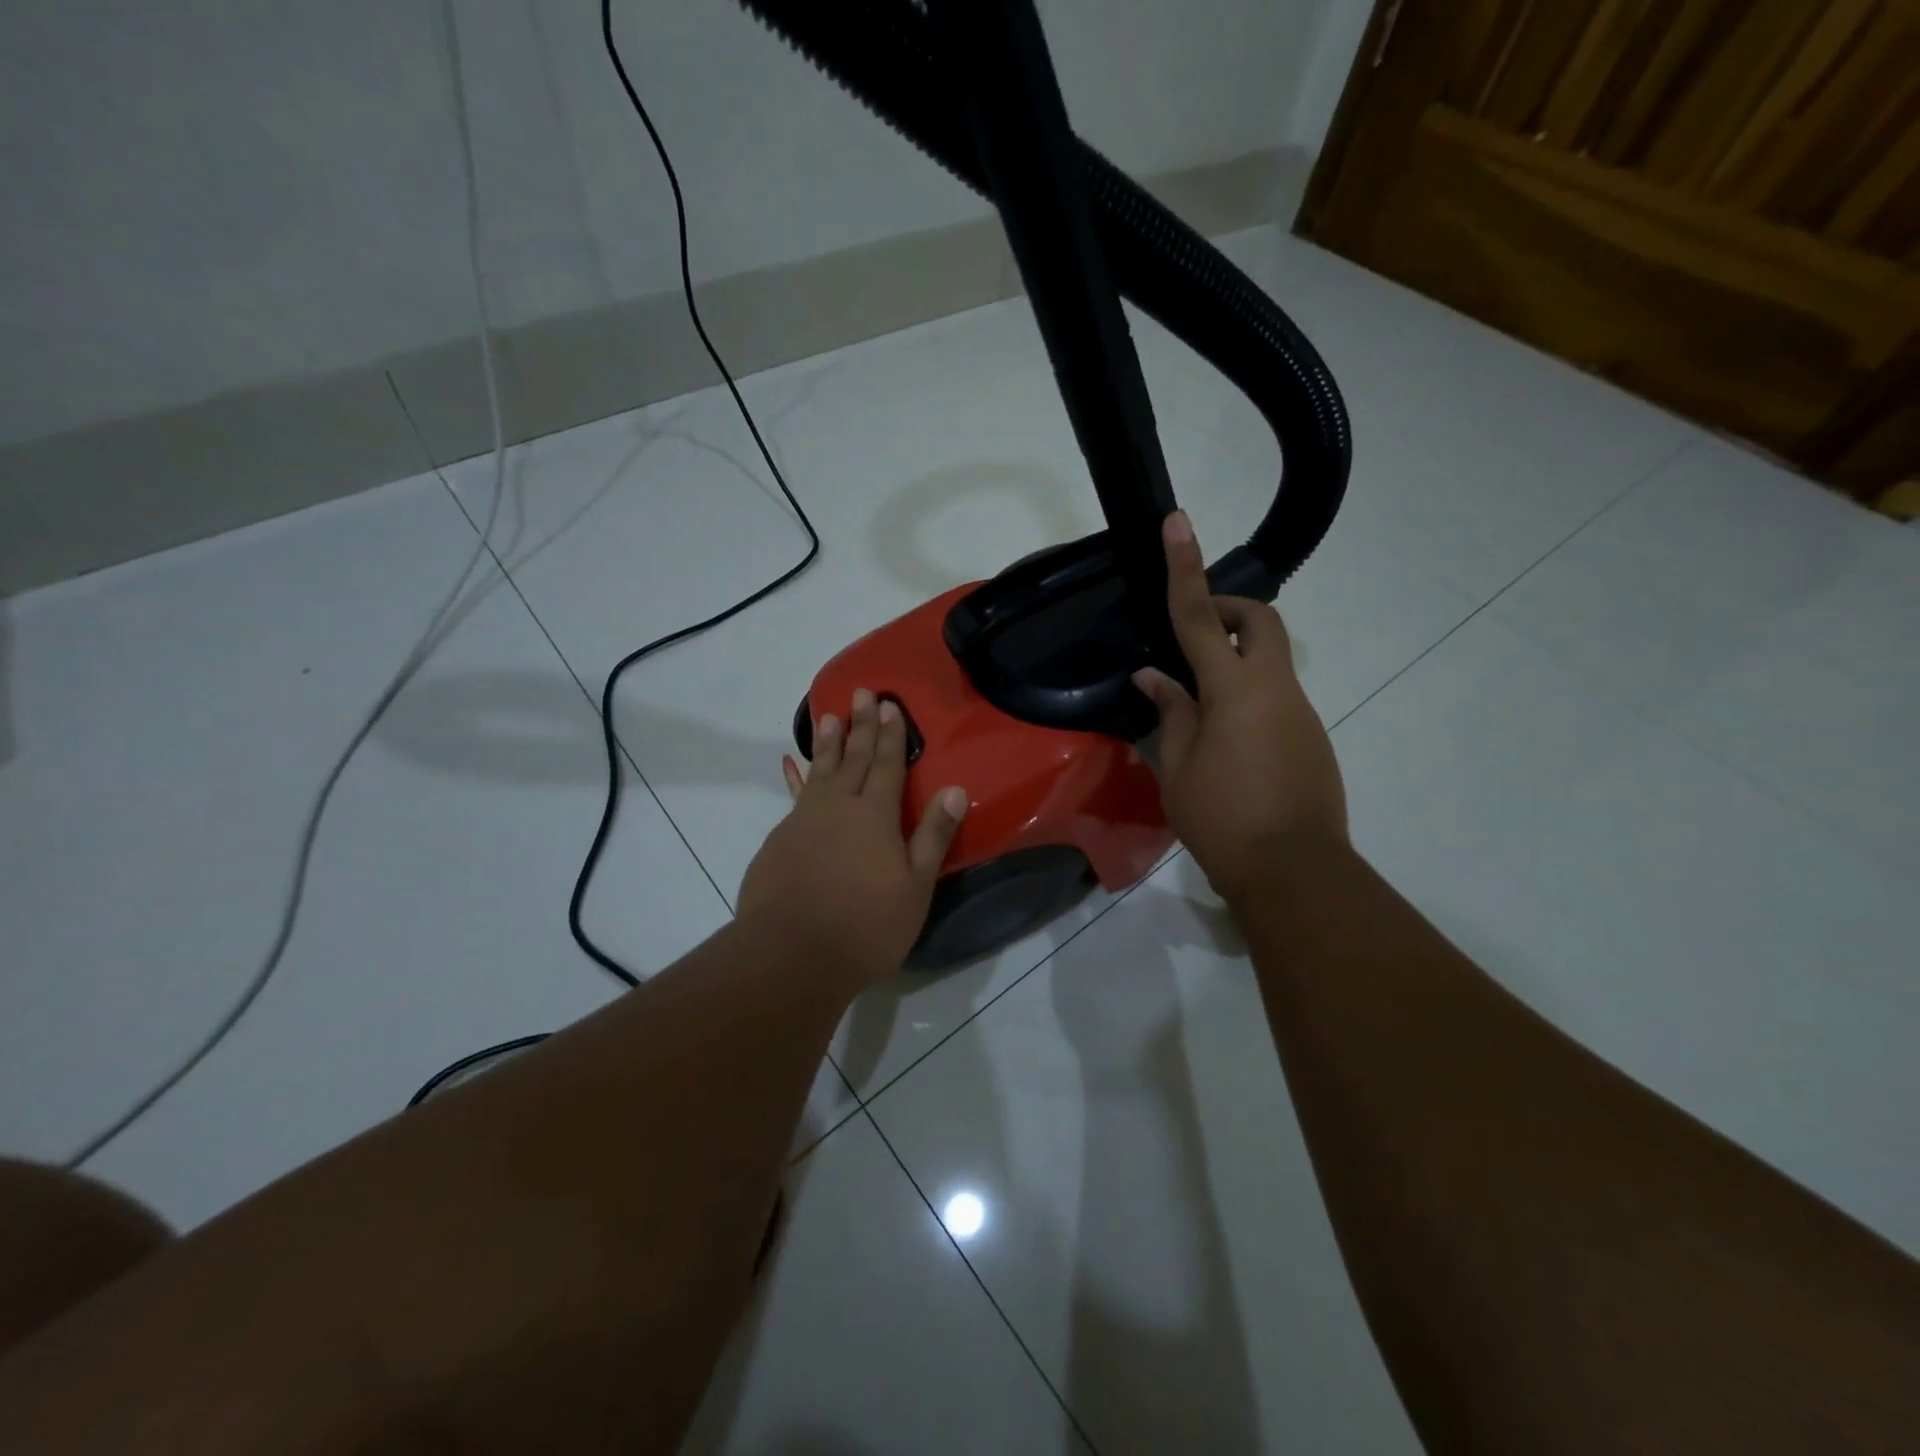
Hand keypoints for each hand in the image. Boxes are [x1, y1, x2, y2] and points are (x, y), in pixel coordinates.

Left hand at [737, 688, 968, 990]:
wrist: (790, 954)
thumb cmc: (866, 924)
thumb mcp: (915, 886)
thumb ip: (933, 835)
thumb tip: (955, 790)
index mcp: (874, 815)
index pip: (885, 764)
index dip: (890, 734)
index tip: (889, 704)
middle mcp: (836, 807)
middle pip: (852, 758)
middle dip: (860, 725)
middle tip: (862, 692)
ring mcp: (802, 822)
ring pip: (819, 772)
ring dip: (827, 744)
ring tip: (829, 717)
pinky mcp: (778, 842)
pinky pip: (795, 798)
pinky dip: (800, 779)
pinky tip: (796, 773)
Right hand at [1132, 512, 1346, 903]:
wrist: (1294, 874)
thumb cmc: (1222, 820)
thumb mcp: (1178, 768)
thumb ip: (1170, 713)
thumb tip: (1153, 676)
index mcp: (1236, 690)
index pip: (1203, 617)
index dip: (1186, 569)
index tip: (1178, 524)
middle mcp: (1277, 689)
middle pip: (1263, 622)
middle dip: (1231, 608)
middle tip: (1195, 632)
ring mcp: (1301, 713)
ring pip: (1270, 662)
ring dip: (1235, 663)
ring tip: (1196, 711)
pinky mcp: (1312, 738)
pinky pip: (1276, 698)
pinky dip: (1247, 699)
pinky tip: (1224, 744)